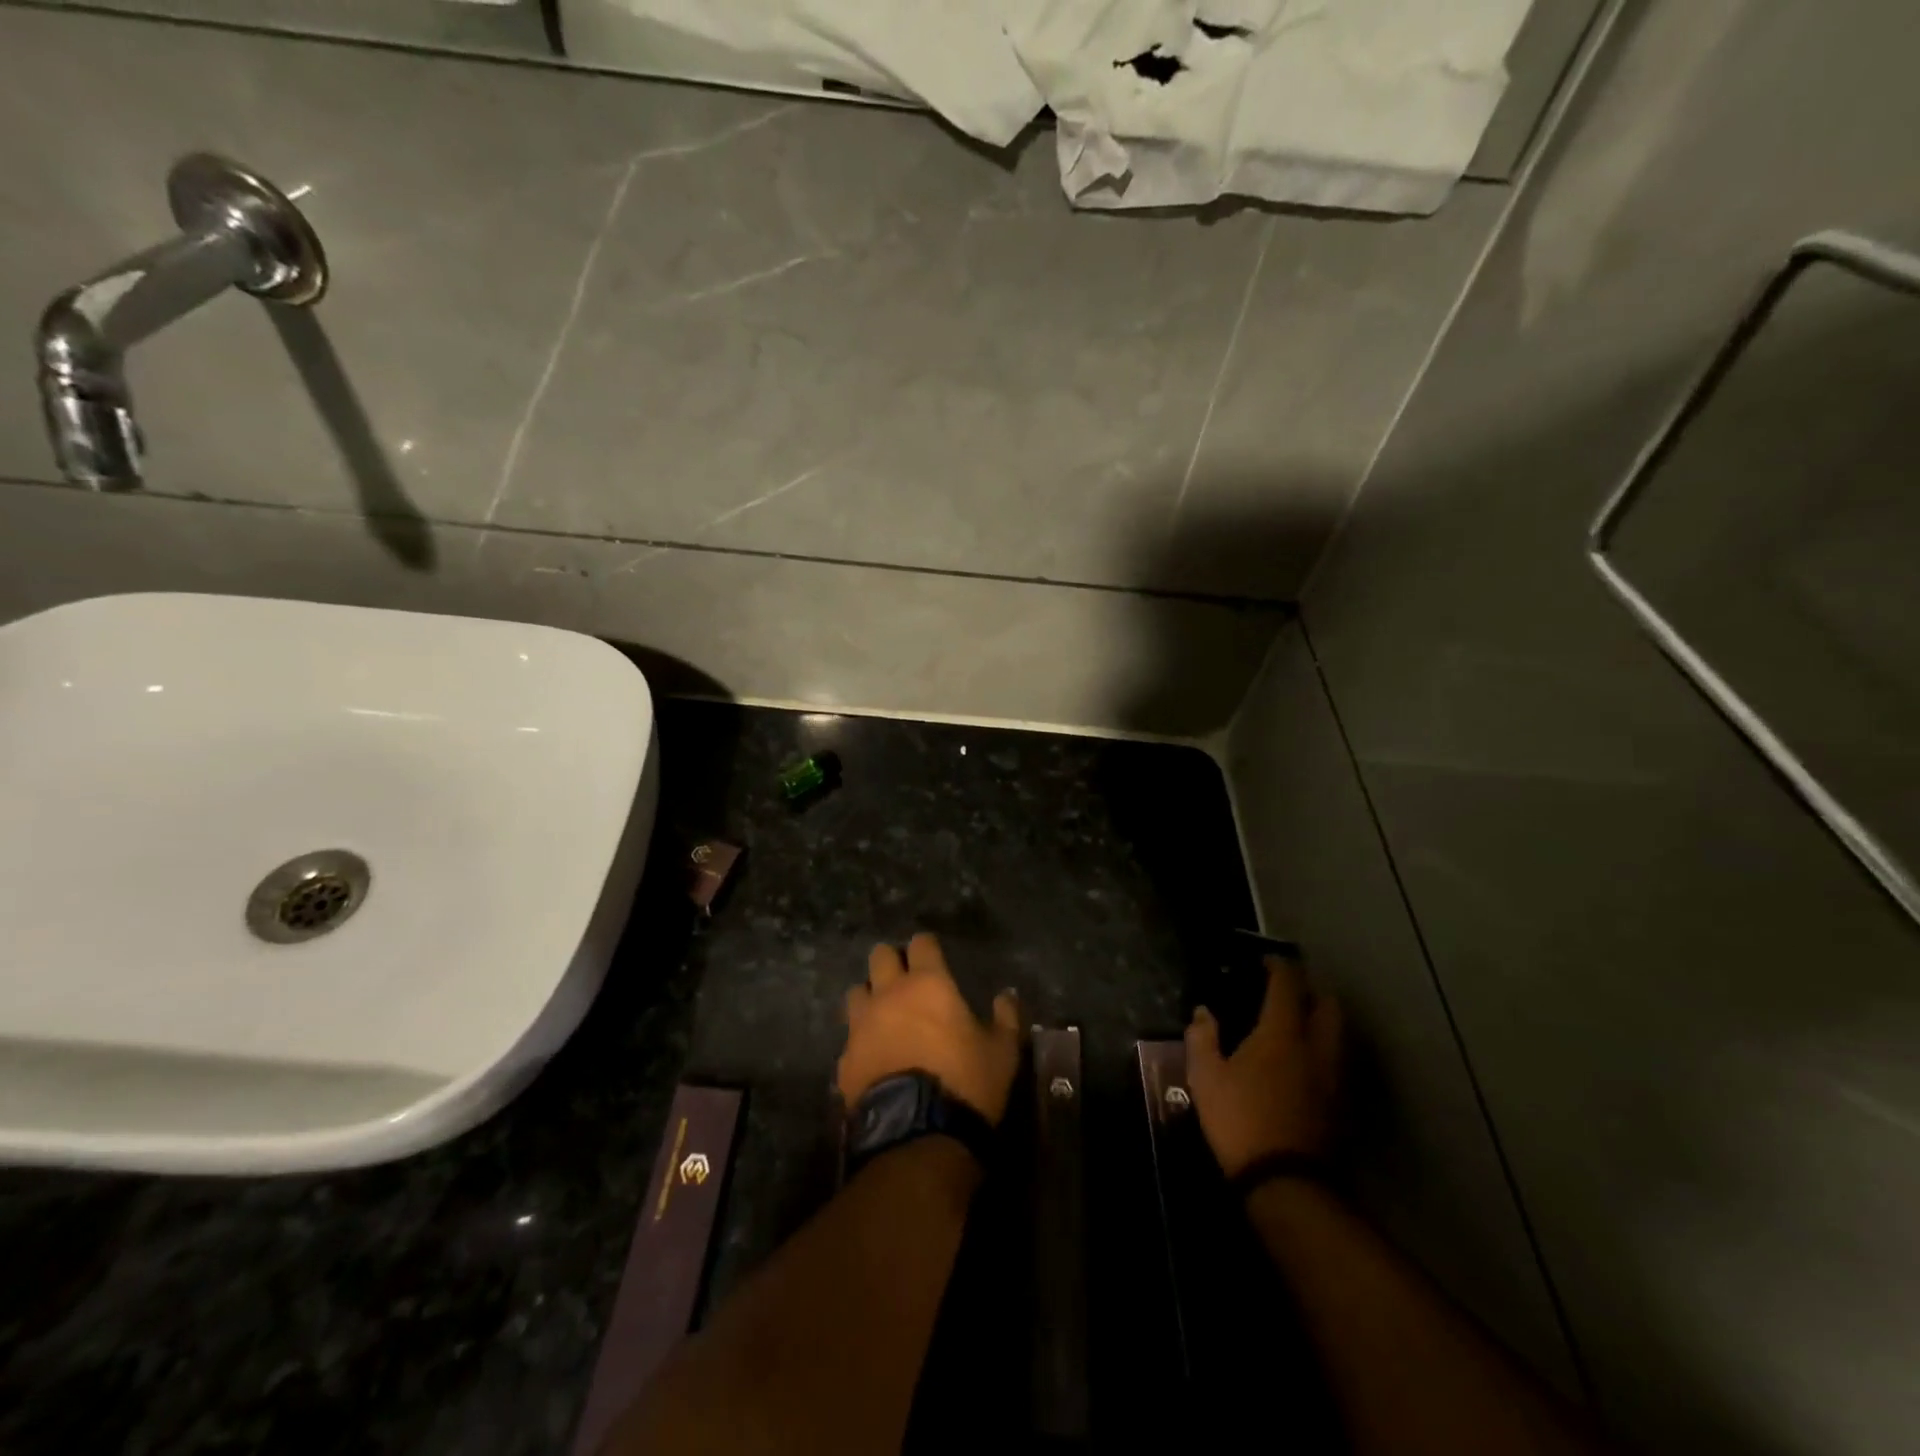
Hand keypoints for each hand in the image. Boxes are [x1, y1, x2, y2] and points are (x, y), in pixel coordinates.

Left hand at [839, 933, 1021, 1125]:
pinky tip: (873, 1057)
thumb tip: (1007, 996)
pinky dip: (861, 1040)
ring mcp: (861, 1026)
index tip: (934, 956)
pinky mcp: (845, 1059)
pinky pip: (850, 1037)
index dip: (927, 947)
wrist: (915, 1136)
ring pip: (856, 992)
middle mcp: (889, 994)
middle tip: (906, 980)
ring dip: (870, 996)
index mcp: (928, 984)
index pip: (921, 943)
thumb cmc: (965, 1083)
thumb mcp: (1002, 1053)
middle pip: (880, 956)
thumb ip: (1005, 1018)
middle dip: (891, 961)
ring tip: (884, 1014)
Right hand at [1185, 957, 1342, 1177]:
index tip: (1264, 960)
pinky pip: (1336, 1060)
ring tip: (1294, 1025)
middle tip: (1285, 992)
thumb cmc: (1241, 1120)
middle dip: (1309, 990)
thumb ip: (1202, 1037)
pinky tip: (1302, 1063)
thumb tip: (1203, 1012)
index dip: (1278, 965)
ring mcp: (1334, 1076)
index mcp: (1282, 1033)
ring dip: (1320, 1020)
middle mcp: (1316, 1046)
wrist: (1286, 1183)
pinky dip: (1323, 1050)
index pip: (1288, 983)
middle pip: (1327, 1003)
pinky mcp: (1342, 1103)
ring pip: (1337, 1033)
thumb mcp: (1206, 1077)